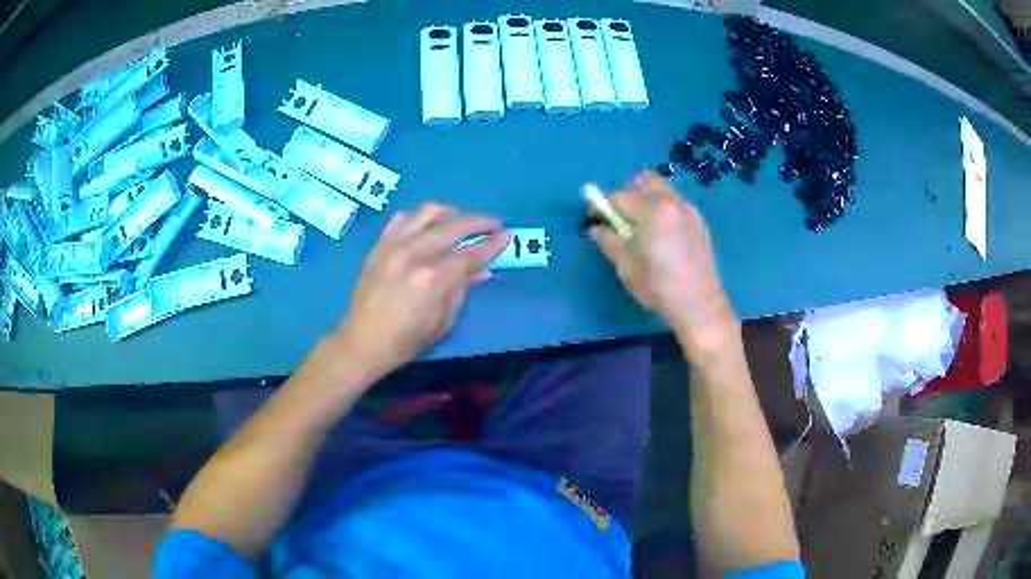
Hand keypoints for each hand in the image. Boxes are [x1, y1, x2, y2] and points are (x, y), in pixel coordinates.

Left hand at [334, 203, 509, 377]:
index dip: (492, 244)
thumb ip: (463, 289)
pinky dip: (420, 218)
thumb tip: (483, 269)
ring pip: (429, 211)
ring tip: (462, 222)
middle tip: (494, 224)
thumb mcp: (443, 322)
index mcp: (433, 278)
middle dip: (480, 221)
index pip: (471, 253)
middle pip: (455, 224)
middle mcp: (415, 253)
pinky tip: (427, 227)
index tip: (507, 236)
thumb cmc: (407, 340)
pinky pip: (403, 218)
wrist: (362, 341)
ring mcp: (394, 245)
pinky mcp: (380, 245)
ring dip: (452, 213)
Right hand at [590, 172, 737, 358]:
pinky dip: (663, 209)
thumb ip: (609, 240)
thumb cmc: (658, 286)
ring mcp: (689, 210)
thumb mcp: (626, 265)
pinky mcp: (700, 222)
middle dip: (628, 192)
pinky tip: (662, 235)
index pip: (619, 196)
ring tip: (643, 226)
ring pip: (662, 190)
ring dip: (647, 199)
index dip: (603, 205)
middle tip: (622, 217)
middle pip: (644, 180)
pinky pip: (676, 204)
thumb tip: (597, 228)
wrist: (699, 304)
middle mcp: (672, 202)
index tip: (596, 217)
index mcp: (652, 210)